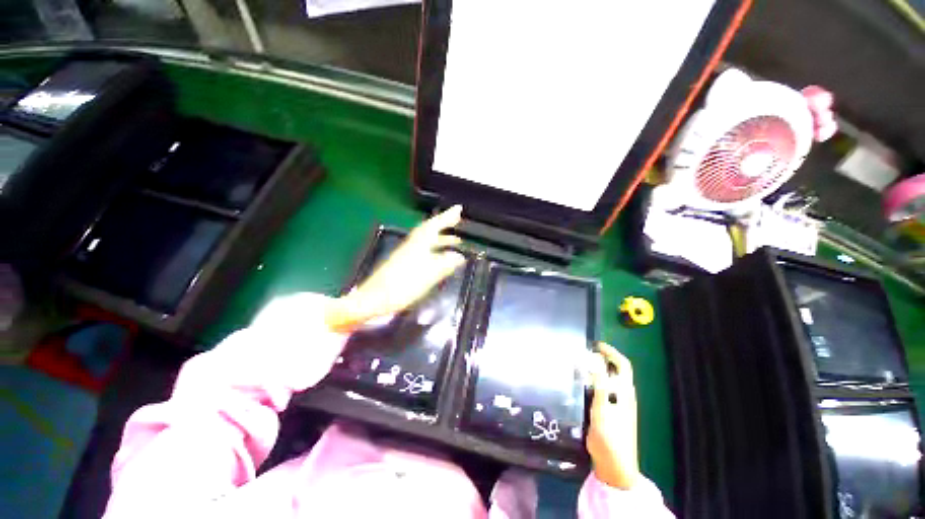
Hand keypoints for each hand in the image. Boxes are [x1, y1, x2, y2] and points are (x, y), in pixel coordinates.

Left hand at [325, 206, 466, 332]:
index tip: (459, 208)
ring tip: (456, 240)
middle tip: (457, 221)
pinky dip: (435, 250)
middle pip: (429, 230)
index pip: (435, 225)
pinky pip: (424, 251)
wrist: (374, 299)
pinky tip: (440, 258)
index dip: (447, 216)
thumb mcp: (429, 275)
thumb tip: (459, 256)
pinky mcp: (404, 264)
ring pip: (427, 241)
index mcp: (418, 244)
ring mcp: (407, 254)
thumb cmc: (403, 285)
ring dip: (441, 238)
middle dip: (444, 224)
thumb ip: (445, 264)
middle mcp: (412, 245)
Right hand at [586, 343, 640, 489]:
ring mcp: (613, 404)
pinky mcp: (605, 411)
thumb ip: (600, 382)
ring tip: (576, 363)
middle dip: (601, 358)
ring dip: (594, 370)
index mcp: (624, 392)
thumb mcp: (604, 406)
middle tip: (582, 352)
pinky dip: (589, 382)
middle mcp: (621, 395)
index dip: (611, 352)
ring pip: (605, 381)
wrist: (613, 464)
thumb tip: (596, 358)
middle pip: (613, 371)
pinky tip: (576, 383)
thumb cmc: (611, 435)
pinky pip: (598, 390)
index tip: (595, 344)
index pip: (622, 365)